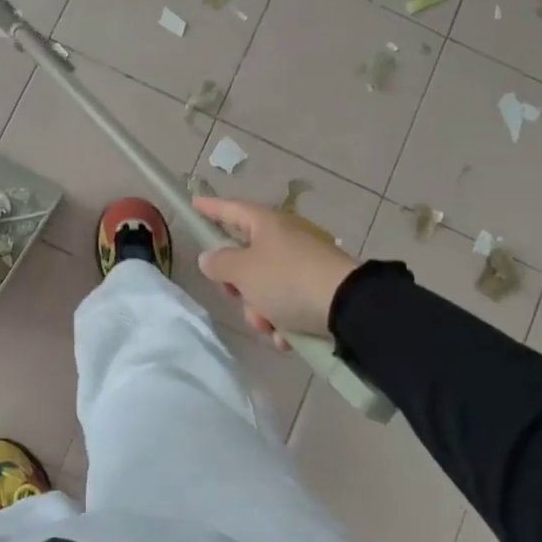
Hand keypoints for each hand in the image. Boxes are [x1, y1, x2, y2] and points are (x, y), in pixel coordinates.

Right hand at [193, 197, 359, 349]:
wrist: (347, 307)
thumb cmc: (287, 280)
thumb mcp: (243, 271)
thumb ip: (219, 263)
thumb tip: (210, 257)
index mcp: (266, 224)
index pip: (231, 210)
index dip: (210, 208)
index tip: (194, 204)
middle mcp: (284, 239)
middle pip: (245, 259)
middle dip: (238, 287)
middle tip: (237, 296)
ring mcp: (302, 265)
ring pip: (264, 288)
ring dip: (261, 311)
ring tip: (271, 326)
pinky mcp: (317, 289)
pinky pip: (287, 304)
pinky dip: (283, 321)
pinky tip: (287, 337)